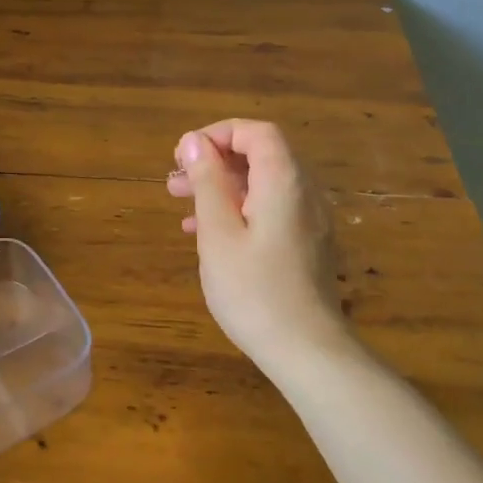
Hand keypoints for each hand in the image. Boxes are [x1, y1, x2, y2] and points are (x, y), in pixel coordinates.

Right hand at [168, 120, 352, 371]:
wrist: (307, 351)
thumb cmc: (255, 291)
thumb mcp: (218, 233)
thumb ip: (207, 182)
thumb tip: (195, 141)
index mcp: (284, 181)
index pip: (256, 132)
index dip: (217, 134)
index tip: (183, 155)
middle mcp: (303, 192)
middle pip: (259, 156)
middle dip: (214, 161)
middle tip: (174, 180)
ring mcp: (308, 220)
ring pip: (261, 185)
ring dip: (221, 186)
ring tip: (179, 202)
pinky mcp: (306, 245)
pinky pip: (270, 210)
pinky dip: (237, 209)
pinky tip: (206, 233)